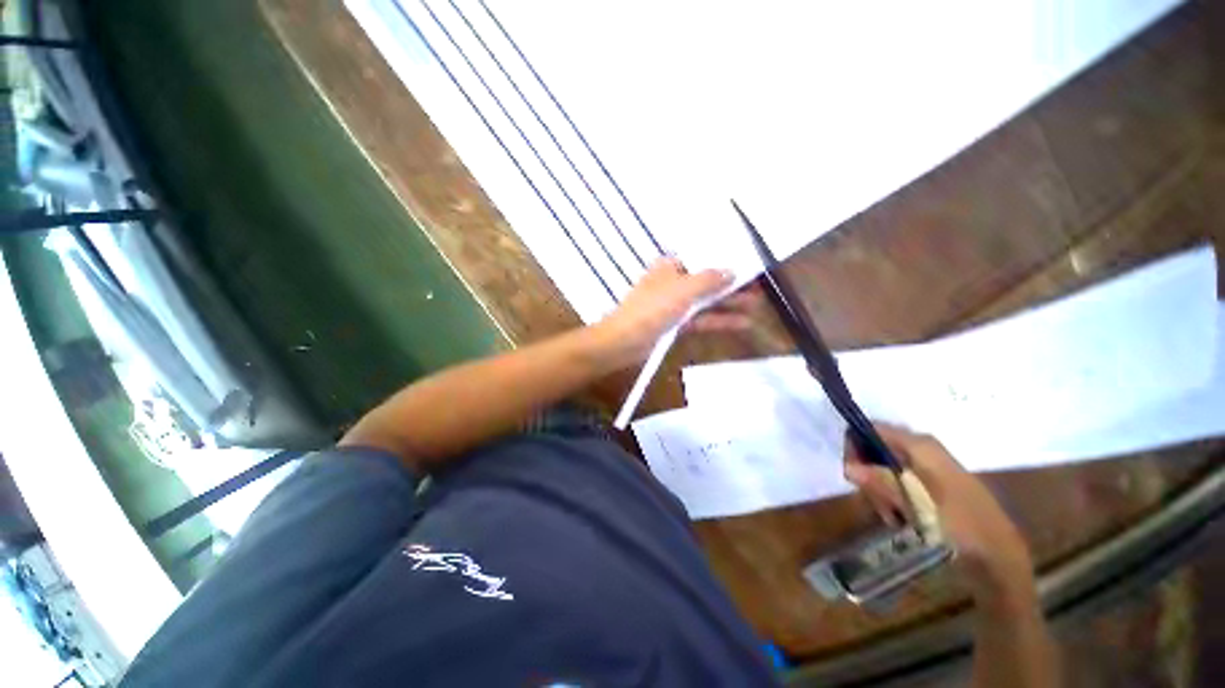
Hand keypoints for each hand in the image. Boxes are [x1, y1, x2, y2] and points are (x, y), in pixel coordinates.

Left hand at [593, 257, 756, 365]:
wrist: (625, 341)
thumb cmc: (652, 308)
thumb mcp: (683, 289)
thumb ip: (709, 280)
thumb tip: (731, 271)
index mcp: (671, 267)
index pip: (702, 259)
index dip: (724, 261)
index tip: (747, 265)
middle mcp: (674, 282)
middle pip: (707, 281)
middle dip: (731, 286)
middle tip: (758, 289)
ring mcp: (674, 305)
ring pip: (705, 301)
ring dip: (728, 304)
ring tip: (756, 307)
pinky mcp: (675, 324)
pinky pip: (700, 319)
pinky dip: (718, 320)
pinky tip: (740, 323)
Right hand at [844, 425, 1035, 605]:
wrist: (1000, 558)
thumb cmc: (963, 529)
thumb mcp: (920, 507)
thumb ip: (884, 483)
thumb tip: (849, 467)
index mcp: (921, 445)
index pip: (871, 429)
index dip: (855, 447)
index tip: (852, 475)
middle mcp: (921, 449)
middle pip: (873, 448)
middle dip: (868, 475)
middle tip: (878, 504)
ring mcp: (926, 466)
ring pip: (881, 467)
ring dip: (879, 492)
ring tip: (892, 516)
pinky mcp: (929, 483)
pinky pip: (895, 481)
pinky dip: (891, 498)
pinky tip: (900, 518)